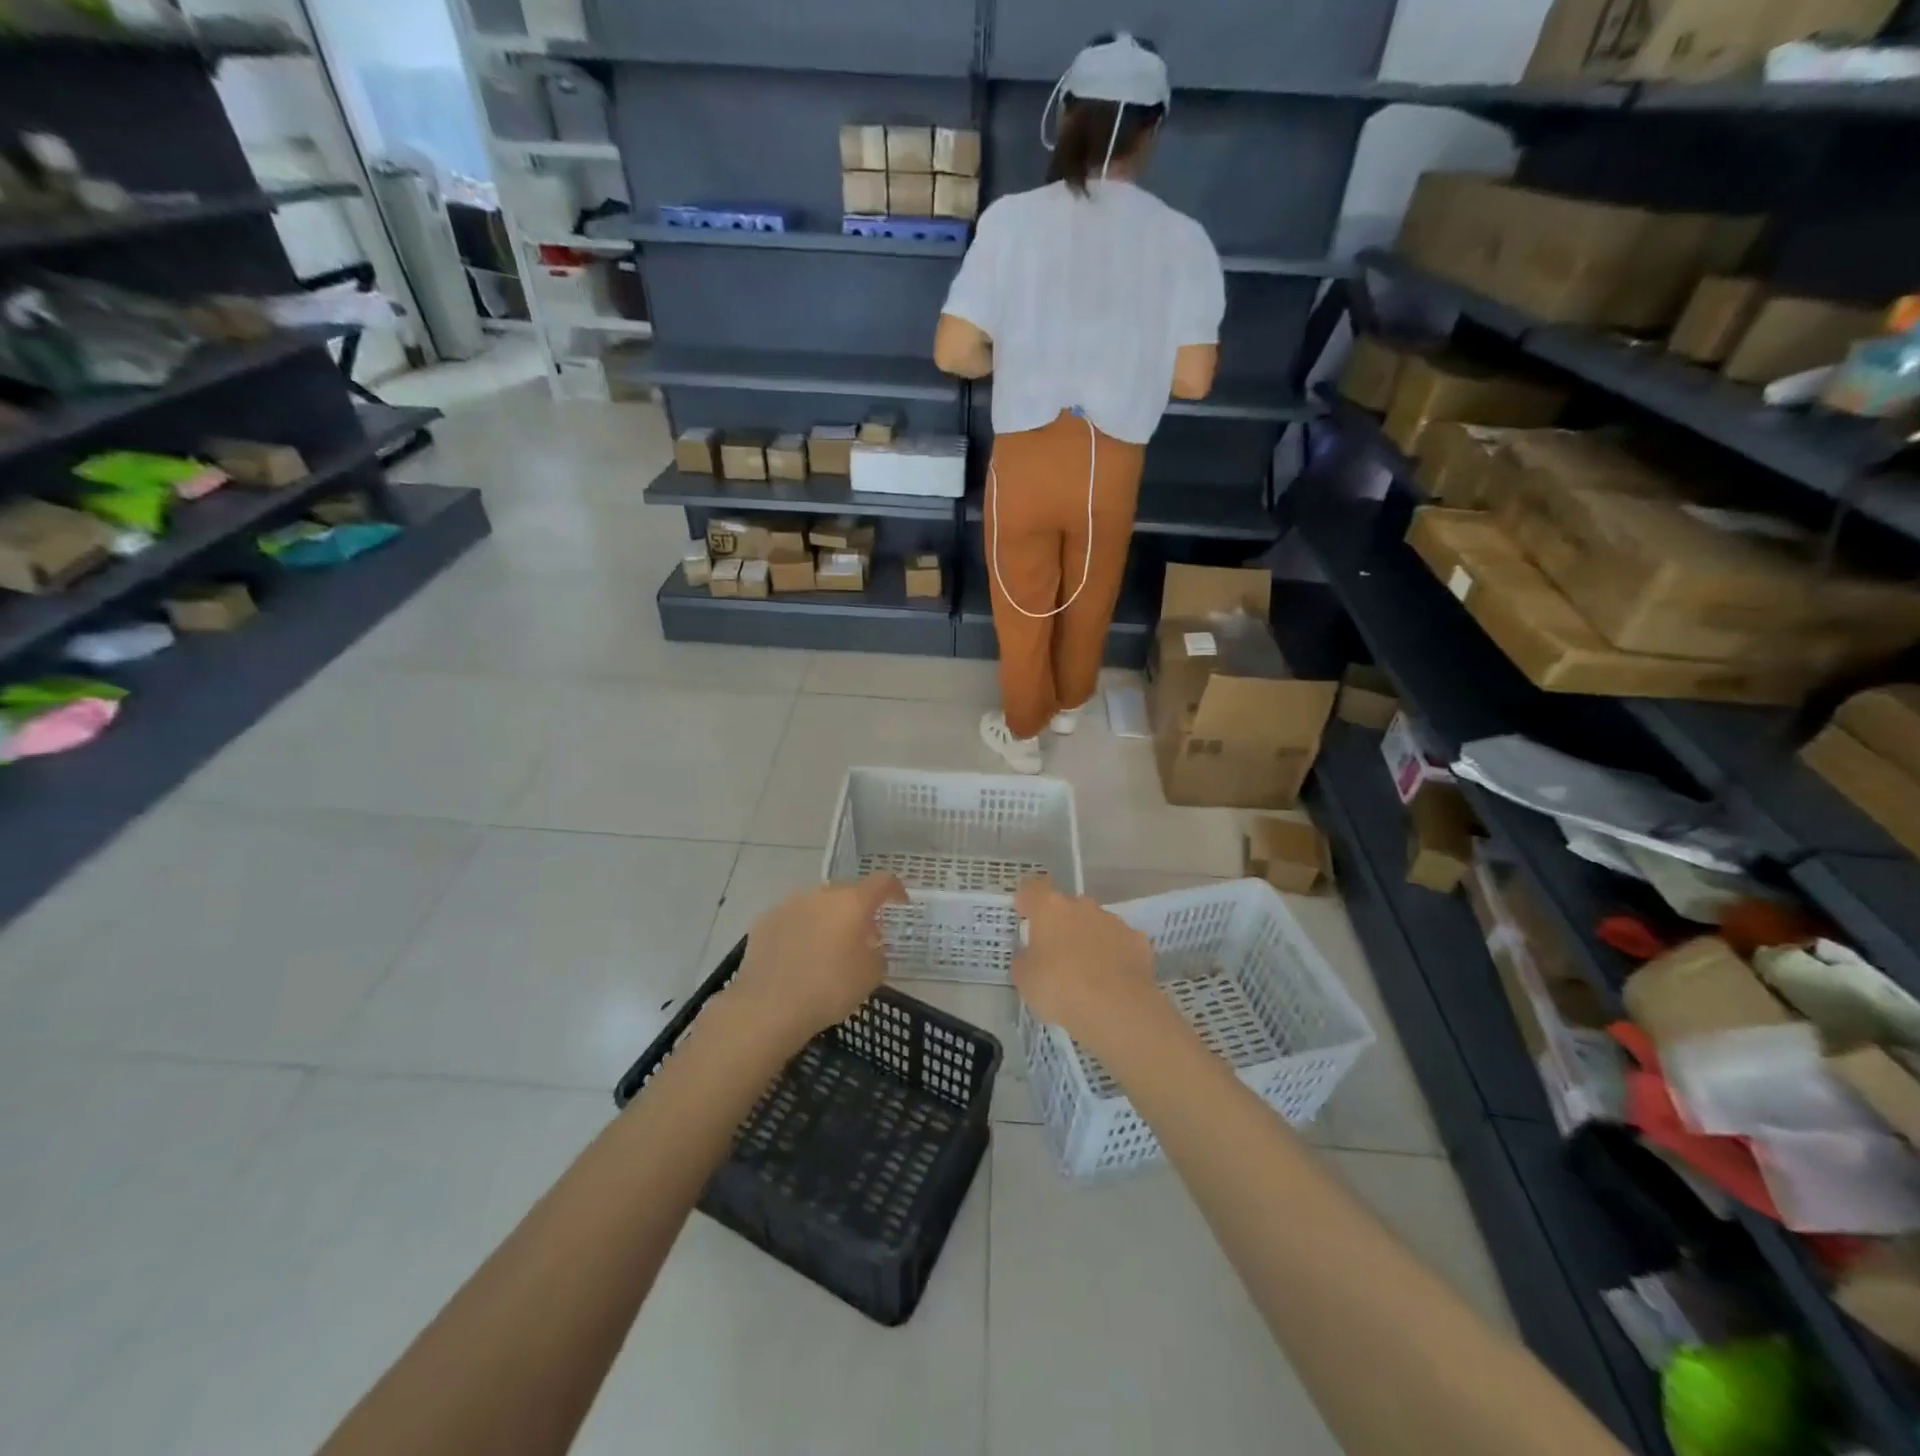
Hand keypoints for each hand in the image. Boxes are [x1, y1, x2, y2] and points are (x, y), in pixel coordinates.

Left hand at [726, 874, 908, 1049]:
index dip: (896, 891)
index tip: (900, 905)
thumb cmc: (829, 989)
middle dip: (858, 910)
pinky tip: (799, 956)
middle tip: (862, 935)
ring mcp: (790, 904)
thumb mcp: (871, 976)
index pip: (883, 882)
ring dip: (828, 919)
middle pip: (848, 892)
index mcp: (852, 902)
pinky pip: (793, 918)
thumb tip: (870, 944)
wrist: (768, 1007)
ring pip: (818, 904)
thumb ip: (878, 952)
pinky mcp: (765, 920)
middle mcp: (821, 894)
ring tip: (827, 948)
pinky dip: (802, 930)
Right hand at [1011, 875, 1158, 1051]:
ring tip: (1086, 969)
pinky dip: (1114, 953)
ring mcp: (1113, 921)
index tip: (1024, 914)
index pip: (1033, 889)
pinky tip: (1112, 977)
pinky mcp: (1138, 940)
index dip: (1027, 900)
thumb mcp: (1025, 980)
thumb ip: (1024, 961)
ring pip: (1095, 922)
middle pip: (1066, 906)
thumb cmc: (1060, 988)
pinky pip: (1119, 941)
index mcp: (1050, 908)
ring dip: (1088, 937)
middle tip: (1055, 952)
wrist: (1116, 1009)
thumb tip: (1028, 956)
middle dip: (1060, 923)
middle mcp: (1082, 906)